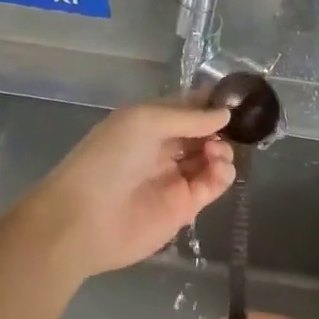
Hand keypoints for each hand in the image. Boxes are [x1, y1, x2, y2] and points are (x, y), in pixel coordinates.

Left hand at [20, 101, 234, 279]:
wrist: (84, 220)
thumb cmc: (109, 159)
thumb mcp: (145, 122)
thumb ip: (188, 117)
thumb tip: (224, 114)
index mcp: (148, 123)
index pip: (185, 108)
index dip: (208, 102)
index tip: (234, 98)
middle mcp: (162, 148)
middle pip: (202, 133)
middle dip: (218, 127)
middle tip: (232, 128)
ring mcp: (174, 178)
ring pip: (211, 158)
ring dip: (222, 150)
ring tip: (216, 153)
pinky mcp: (184, 207)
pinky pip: (212, 185)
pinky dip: (223, 174)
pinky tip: (219, 168)